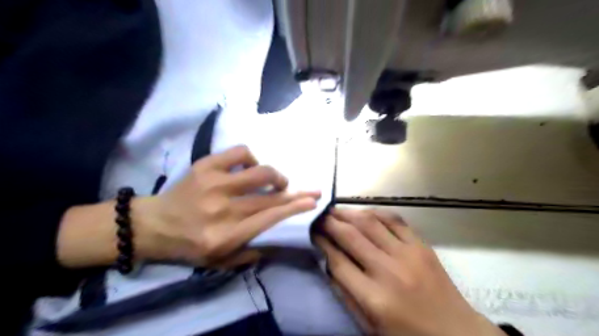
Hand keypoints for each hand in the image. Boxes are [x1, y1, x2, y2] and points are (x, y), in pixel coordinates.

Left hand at [134, 145, 319, 268]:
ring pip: (259, 172)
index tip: (312, 200)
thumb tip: (275, 233)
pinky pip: (240, 153)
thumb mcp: (220, 262)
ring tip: (277, 181)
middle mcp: (222, 209)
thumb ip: (250, 253)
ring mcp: (214, 184)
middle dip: (295, 192)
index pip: (270, 217)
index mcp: (226, 235)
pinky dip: (251, 158)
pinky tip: (250, 168)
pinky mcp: (205, 166)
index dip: (295, 207)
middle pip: (269, 196)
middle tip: (309, 189)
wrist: (153, 224)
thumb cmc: (189, 246)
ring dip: (275, 176)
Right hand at [313, 209, 504, 333]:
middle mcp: (388, 271)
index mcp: (374, 298)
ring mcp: (408, 255)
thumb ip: (346, 294)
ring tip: (336, 210)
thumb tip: (328, 263)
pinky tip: (364, 212)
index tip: (312, 232)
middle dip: (330, 222)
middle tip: (319, 215)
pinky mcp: (421, 246)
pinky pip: (395, 220)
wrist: (456, 333)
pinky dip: (376, 212)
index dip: (321, 242)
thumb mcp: (369, 325)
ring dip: (349, 213)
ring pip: (370, 222)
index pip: (337, 261)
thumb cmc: (407, 334)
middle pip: (351, 236)